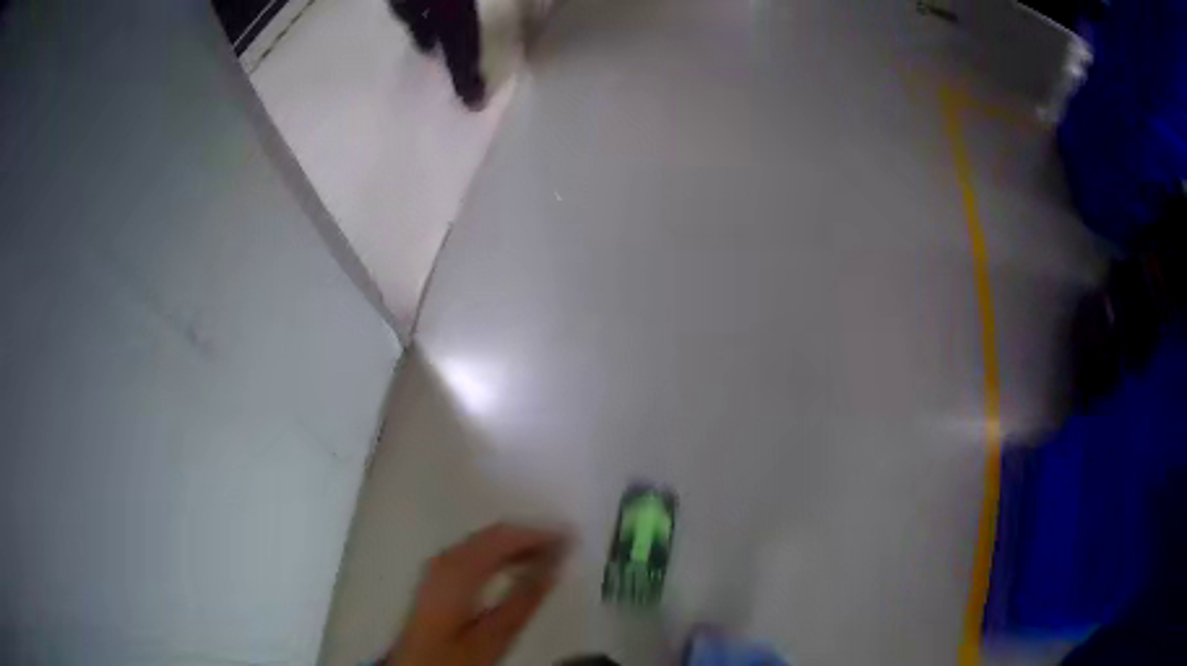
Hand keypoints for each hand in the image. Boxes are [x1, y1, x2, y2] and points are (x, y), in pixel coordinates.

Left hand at [385, 523, 567, 665]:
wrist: (417, 665)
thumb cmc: (456, 654)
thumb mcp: (496, 634)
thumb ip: (525, 597)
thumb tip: (555, 563)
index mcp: (458, 569)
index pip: (503, 536)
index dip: (539, 533)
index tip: (571, 537)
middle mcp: (445, 558)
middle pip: (492, 534)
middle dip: (530, 536)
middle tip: (565, 545)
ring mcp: (438, 565)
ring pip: (484, 541)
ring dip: (516, 544)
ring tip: (549, 555)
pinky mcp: (438, 575)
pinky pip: (474, 551)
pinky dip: (500, 553)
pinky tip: (516, 566)